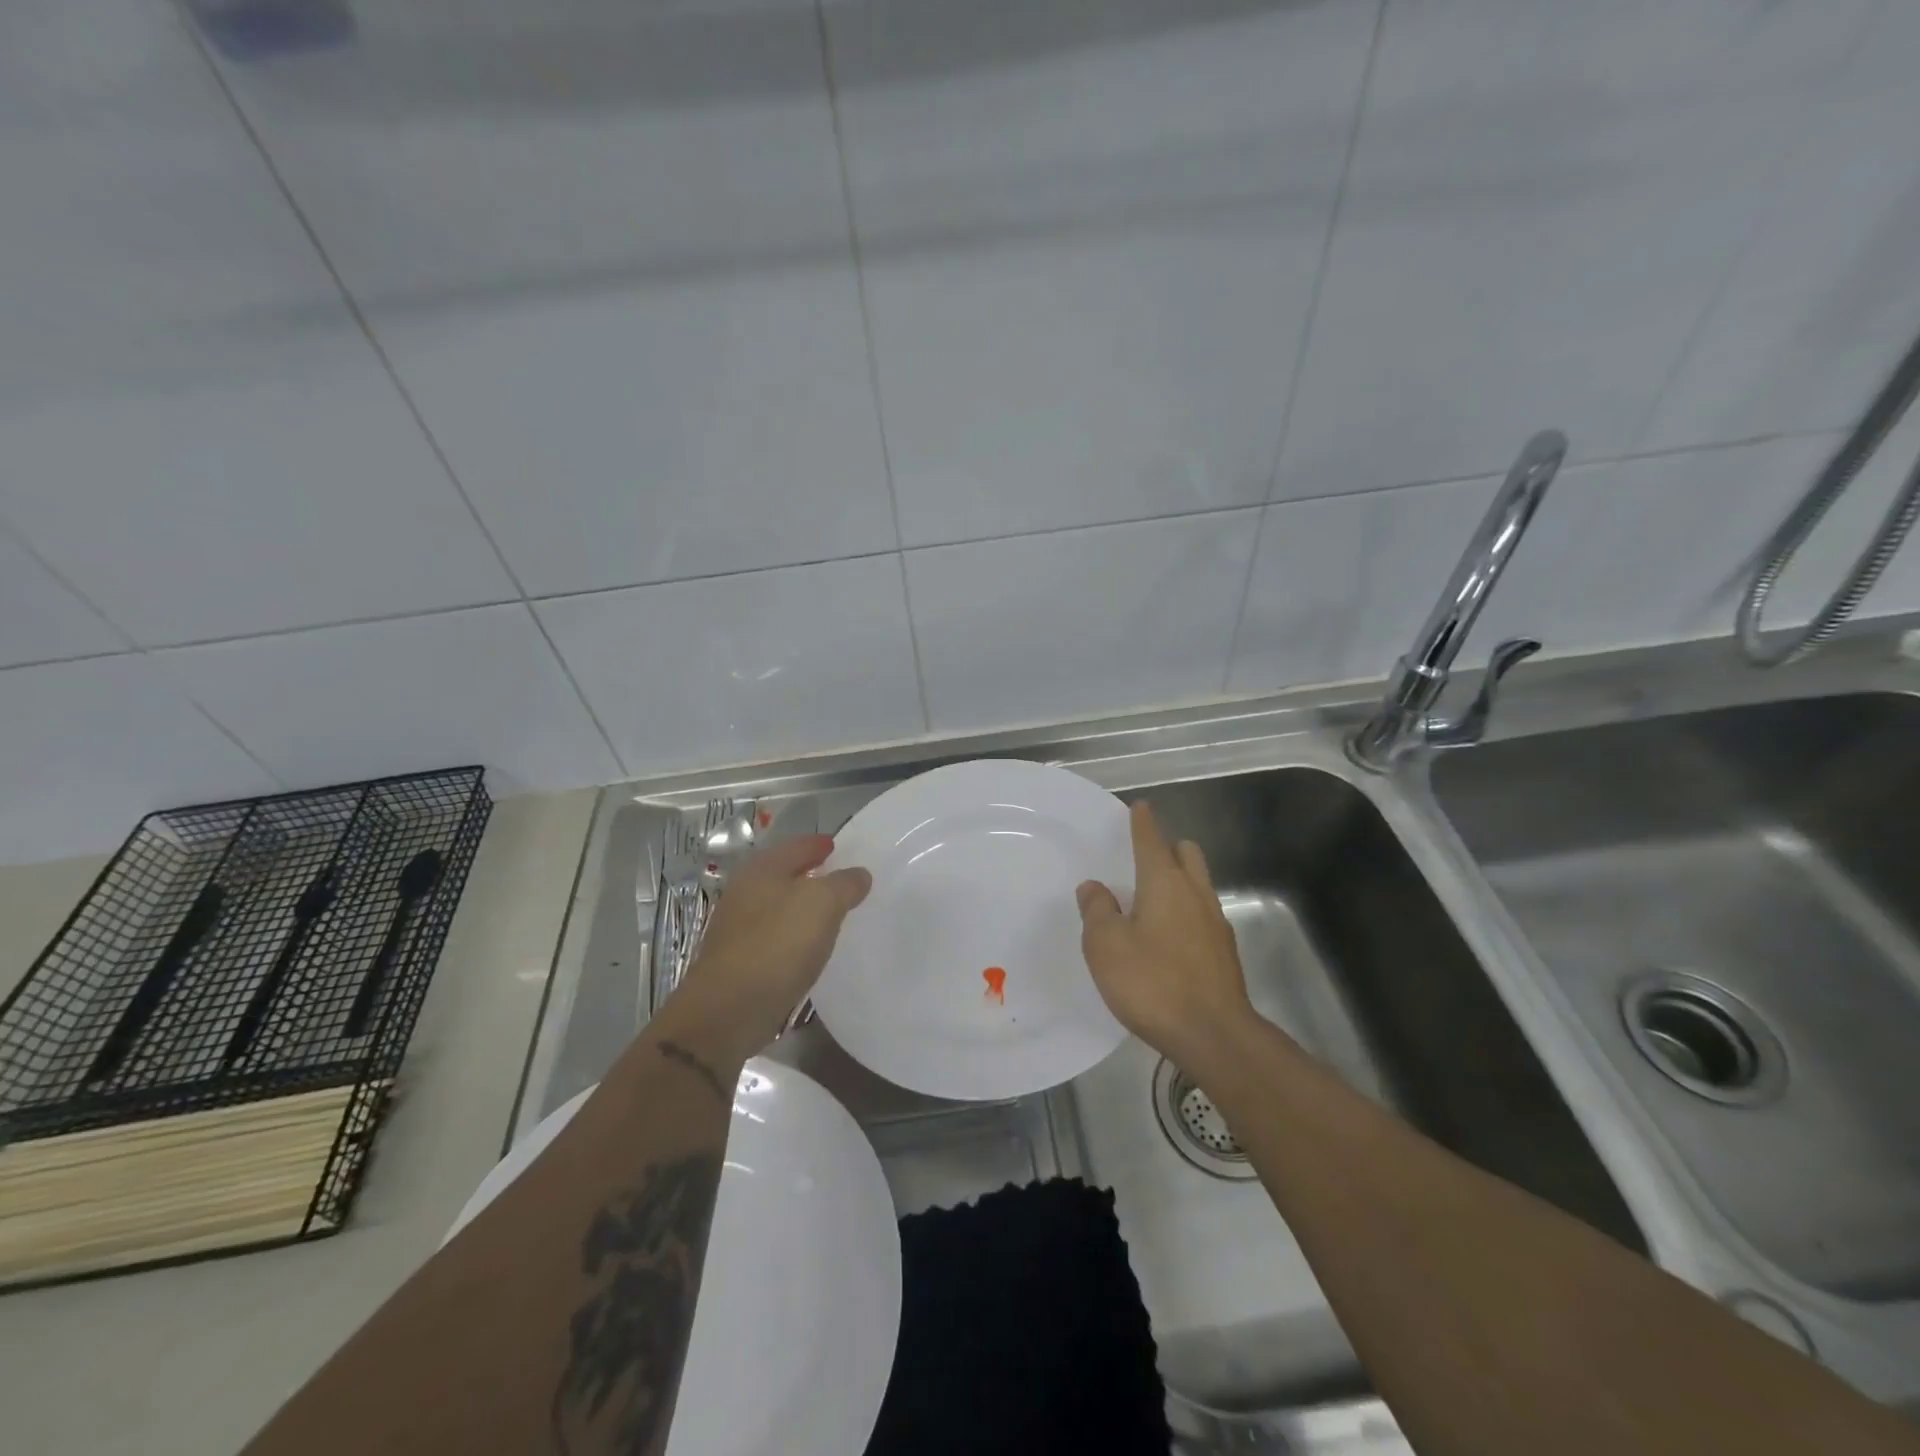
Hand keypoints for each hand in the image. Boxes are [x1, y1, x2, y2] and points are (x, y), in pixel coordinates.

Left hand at [654, 834, 871, 1062]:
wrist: (726, 1012)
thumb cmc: (776, 945)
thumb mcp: (822, 904)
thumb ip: (844, 884)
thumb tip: (858, 875)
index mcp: (762, 870)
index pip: (796, 846)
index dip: (818, 844)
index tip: (838, 846)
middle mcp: (745, 892)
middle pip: (784, 874)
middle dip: (811, 873)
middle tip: (841, 878)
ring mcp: (738, 928)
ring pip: (778, 906)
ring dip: (802, 906)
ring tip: (831, 913)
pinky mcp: (739, 961)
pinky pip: (775, 936)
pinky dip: (794, 934)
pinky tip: (810, 947)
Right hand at [1076, 801, 1255, 1068]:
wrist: (1214, 1036)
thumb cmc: (1152, 982)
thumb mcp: (1106, 945)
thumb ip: (1097, 910)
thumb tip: (1094, 887)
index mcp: (1164, 883)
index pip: (1152, 840)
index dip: (1143, 822)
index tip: (1140, 807)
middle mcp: (1195, 894)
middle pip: (1187, 854)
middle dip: (1168, 848)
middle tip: (1143, 861)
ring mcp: (1216, 923)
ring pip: (1198, 884)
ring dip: (1179, 882)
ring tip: (1151, 903)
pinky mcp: (1225, 953)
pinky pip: (1203, 915)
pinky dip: (1186, 914)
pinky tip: (1168, 940)